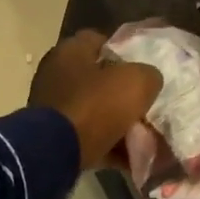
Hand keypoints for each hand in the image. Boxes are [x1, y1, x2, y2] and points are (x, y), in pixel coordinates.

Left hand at [28, 30, 163, 170]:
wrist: (57, 152)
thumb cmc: (95, 106)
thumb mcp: (136, 82)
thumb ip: (148, 75)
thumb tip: (147, 82)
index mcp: (69, 52)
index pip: (100, 41)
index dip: (125, 52)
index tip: (144, 69)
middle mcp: (55, 75)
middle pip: (98, 80)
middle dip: (123, 94)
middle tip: (146, 105)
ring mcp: (52, 108)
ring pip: (94, 111)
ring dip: (117, 123)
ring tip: (143, 136)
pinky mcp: (52, 137)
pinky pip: (87, 137)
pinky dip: (107, 146)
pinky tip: (130, 157)